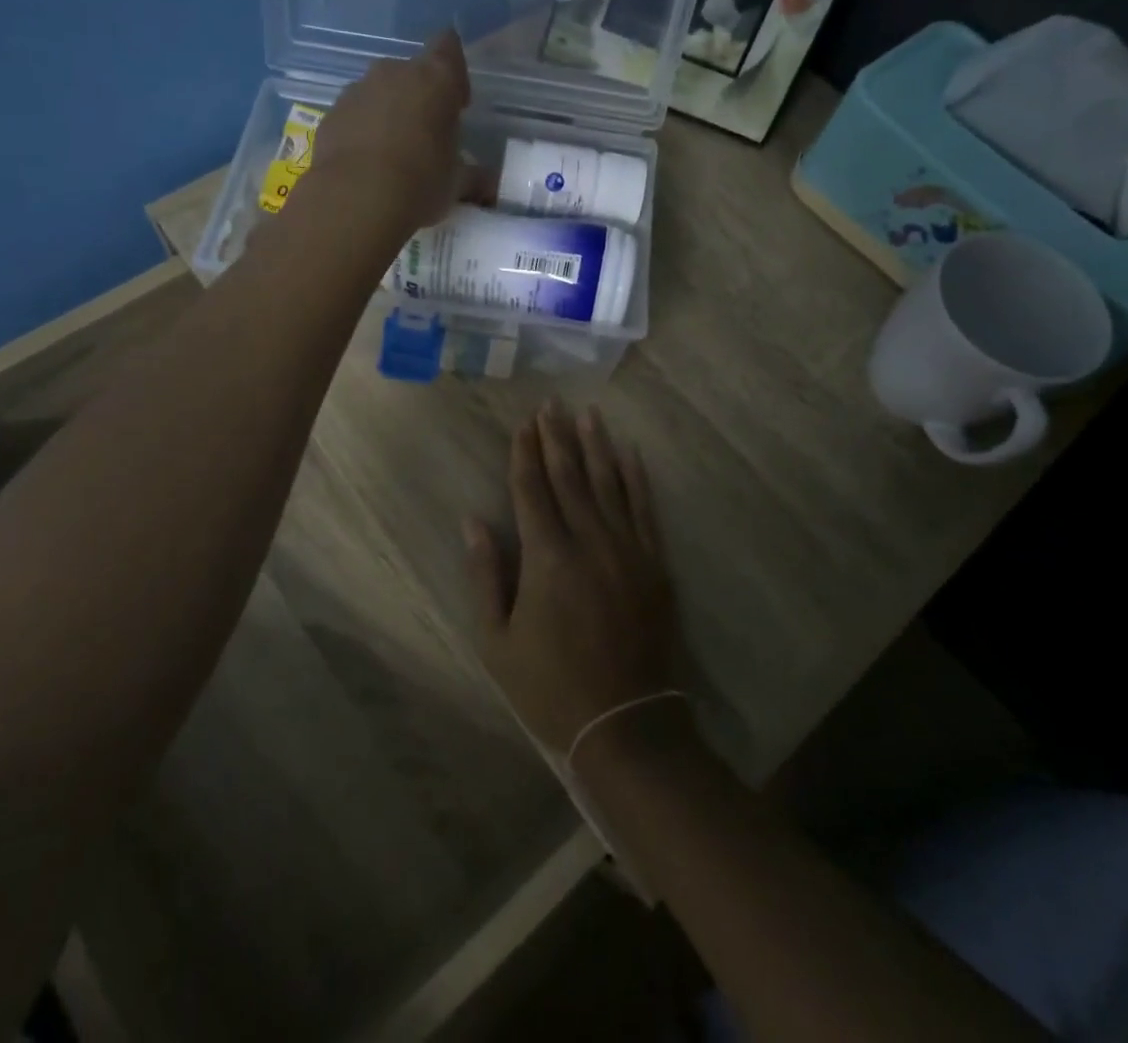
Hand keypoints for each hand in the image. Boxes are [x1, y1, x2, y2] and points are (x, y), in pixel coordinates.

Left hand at [302, 28, 473, 235]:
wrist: (355, 200)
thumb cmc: (420, 182)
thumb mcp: (457, 183)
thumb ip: (472, 176)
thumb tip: (488, 185)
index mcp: (435, 78)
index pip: (449, 47)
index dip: (454, 72)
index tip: (456, 103)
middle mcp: (393, 72)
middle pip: (410, 72)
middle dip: (418, 97)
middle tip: (425, 135)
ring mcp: (356, 90)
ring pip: (378, 92)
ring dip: (386, 113)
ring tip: (392, 154)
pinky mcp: (329, 115)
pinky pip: (353, 115)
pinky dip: (360, 131)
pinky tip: (365, 164)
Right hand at [465, 401, 678, 756]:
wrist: (626, 724)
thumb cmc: (550, 686)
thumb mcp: (498, 640)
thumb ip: (485, 575)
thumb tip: (473, 522)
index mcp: (547, 559)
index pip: (532, 490)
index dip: (525, 454)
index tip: (523, 424)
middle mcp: (589, 542)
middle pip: (570, 477)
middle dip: (557, 438)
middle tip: (551, 404)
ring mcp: (627, 550)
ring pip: (609, 484)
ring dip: (597, 446)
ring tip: (588, 413)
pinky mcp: (655, 564)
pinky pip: (644, 510)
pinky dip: (636, 479)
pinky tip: (630, 454)